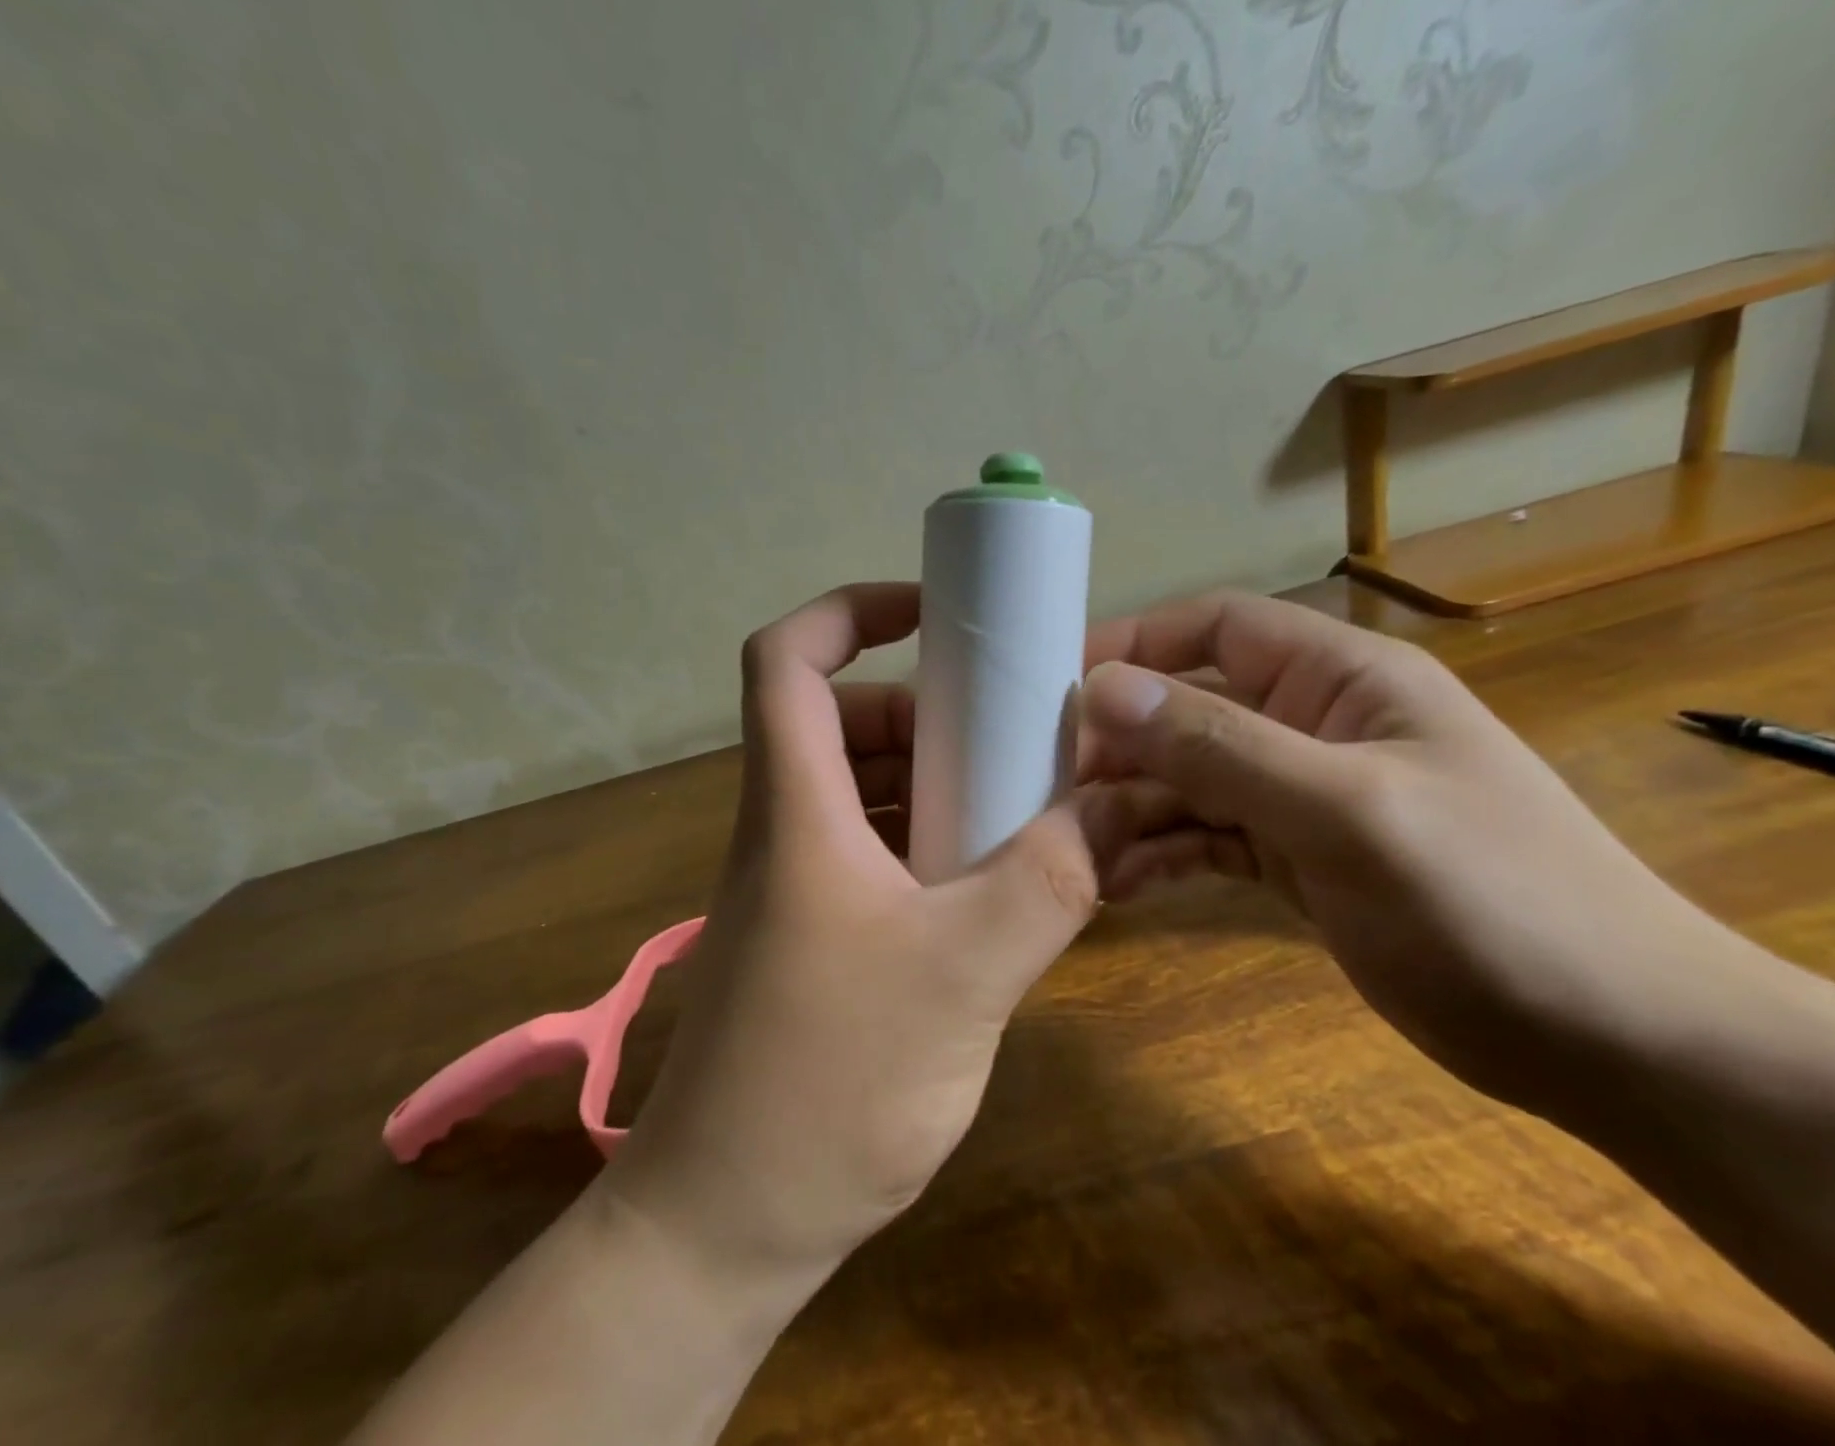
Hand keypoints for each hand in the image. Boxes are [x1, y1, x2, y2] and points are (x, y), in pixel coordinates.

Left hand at [605, 582, 1105, 1279]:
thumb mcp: (964, 974)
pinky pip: (873, 850)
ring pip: (861, 787)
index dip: (850, 610)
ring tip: (1018, 802)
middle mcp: (784, 829)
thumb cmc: (828, 1086)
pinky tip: (990, 880)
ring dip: (935, 778)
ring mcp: (795, 885)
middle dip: (926, 706)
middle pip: (840, 719)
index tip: (933, 614)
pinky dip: (928, 839)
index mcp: (796, 808)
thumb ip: (1047, 881)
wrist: (725, 1224)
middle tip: (1011, 730)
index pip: (787, 660)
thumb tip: (1110, 808)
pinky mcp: (813, 936)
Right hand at [1078, 591, 1723, 1110]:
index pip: (1217, 627)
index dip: (1136, 642)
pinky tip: (1117, 882)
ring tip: (1069, 846)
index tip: (1055, 681)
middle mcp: (1311, 725)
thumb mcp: (1346, 812)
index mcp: (1339, 680)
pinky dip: (1160, 853)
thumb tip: (1105, 690)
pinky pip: (1205, 837)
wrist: (1610, 1042)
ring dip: (1130, 808)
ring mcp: (1300, 796)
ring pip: (1188, 781)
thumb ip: (1221, 747)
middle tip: (1046, 785)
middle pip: (1188, 710)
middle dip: (1119, 743)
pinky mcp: (1292, 859)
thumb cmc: (1492, 901)